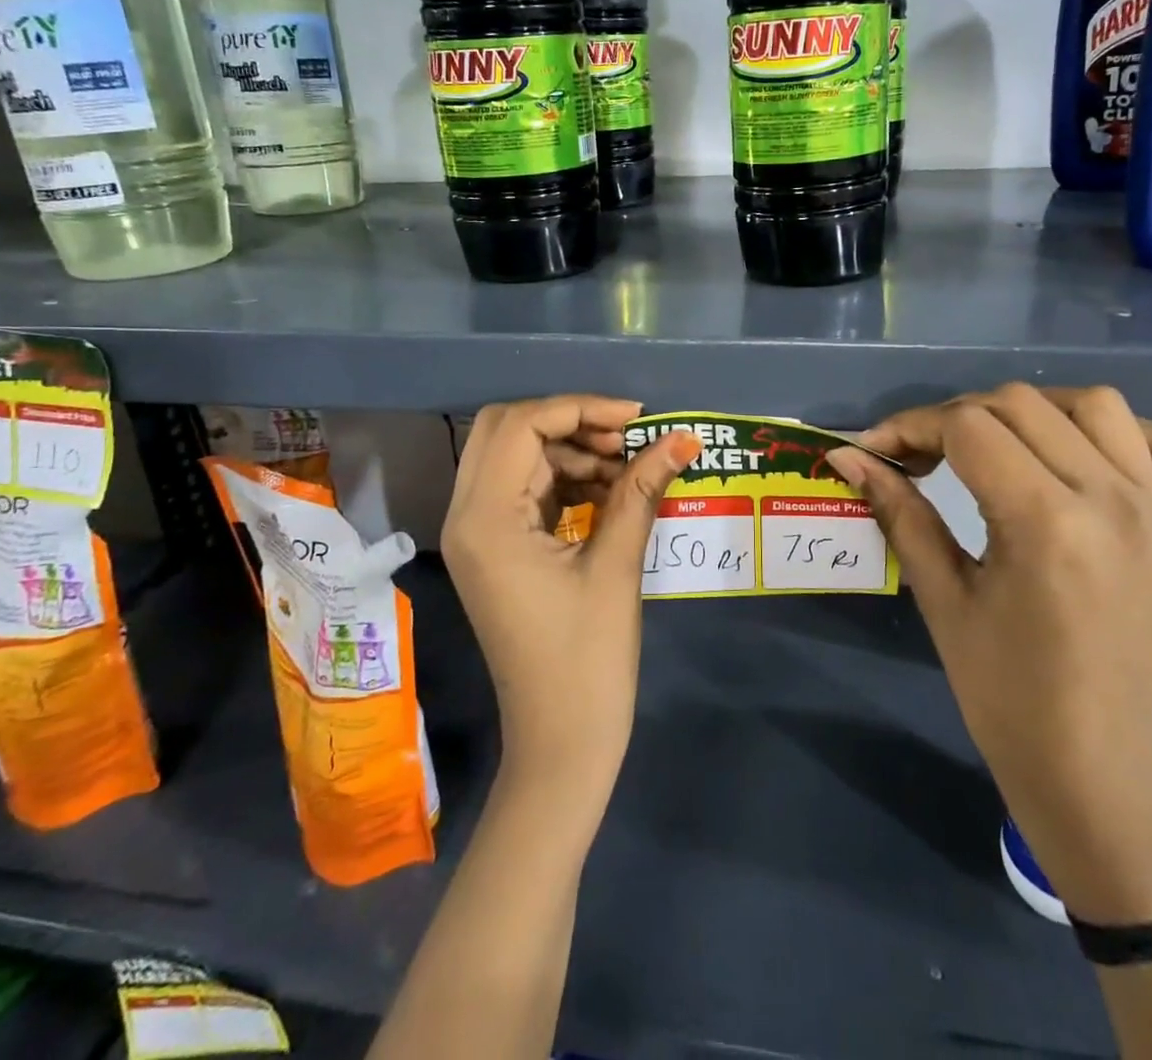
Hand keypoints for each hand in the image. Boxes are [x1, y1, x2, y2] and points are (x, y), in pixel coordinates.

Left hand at [442, 396, 699, 823]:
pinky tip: (610, 491)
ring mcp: (477, 534)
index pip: (522, 426)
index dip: (581, 409)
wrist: (561, 744)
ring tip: (629, 468)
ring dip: (571, 451)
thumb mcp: (617, 565)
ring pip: (515, 457)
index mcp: (486, 519)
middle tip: (627, 439)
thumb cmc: (588, 660)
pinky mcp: (495, 549)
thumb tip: (684, 438)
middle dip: (570, 423)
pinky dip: (564, 478)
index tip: (638, 419)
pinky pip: (524, 489)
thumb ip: (642, 490)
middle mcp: (468, 516)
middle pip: (507, 430)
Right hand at [827, 384, 1151, 918]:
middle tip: (920, 458)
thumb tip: (846, 455)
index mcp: (1046, 523)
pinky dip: (1127, 435)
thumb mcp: (940, 596)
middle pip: (1020, 404)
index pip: (968, 426)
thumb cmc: (1001, 692)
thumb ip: (897, 511)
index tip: (875, 450)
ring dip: (1031, 411)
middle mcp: (1111, 500)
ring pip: (1094, 405)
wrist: (1090, 766)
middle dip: (954, 416)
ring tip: (994, 447)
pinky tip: (1082, 457)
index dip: (910, 426)